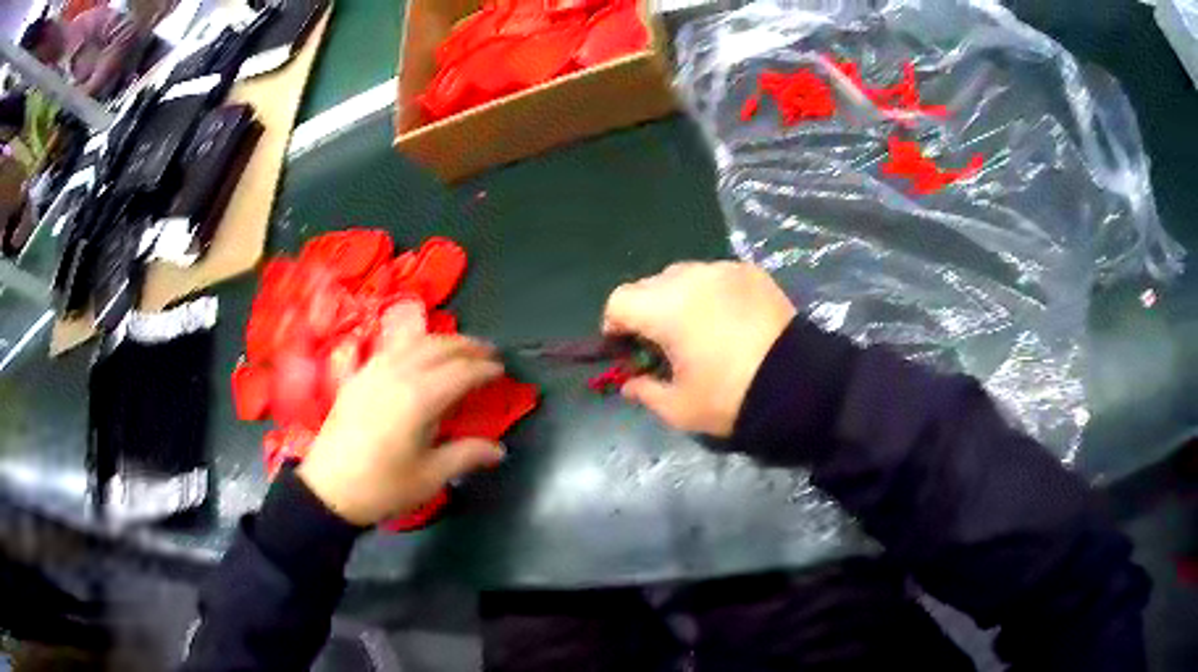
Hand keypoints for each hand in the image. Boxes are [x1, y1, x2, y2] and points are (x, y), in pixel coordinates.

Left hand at [297, 332, 506, 525]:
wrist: (329, 489)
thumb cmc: (383, 487)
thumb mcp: (430, 477)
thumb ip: (466, 456)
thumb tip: (499, 450)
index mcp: (419, 398)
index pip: (460, 372)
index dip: (484, 369)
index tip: (502, 370)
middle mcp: (397, 375)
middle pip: (438, 347)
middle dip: (466, 346)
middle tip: (487, 353)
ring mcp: (373, 371)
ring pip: (412, 341)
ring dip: (440, 340)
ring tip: (457, 348)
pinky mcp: (357, 377)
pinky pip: (390, 348)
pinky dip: (412, 344)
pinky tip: (416, 354)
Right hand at [603, 261, 796, 436]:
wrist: (798, 384)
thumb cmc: (730, 397)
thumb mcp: (679, 408)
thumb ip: (645, 391)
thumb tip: (630, 382)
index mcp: (665, 308)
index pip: (619, 301)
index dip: (615, 326)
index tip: (628, 351)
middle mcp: (690, 278)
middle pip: (649, 285)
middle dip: (647, 312)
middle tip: (664, 344)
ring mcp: (723, 270)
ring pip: (683, 276)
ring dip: (679, 298)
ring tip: (699, 329)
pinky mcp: (751, 272)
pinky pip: (716, 276)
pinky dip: (711, 293)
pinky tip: (728, 320)